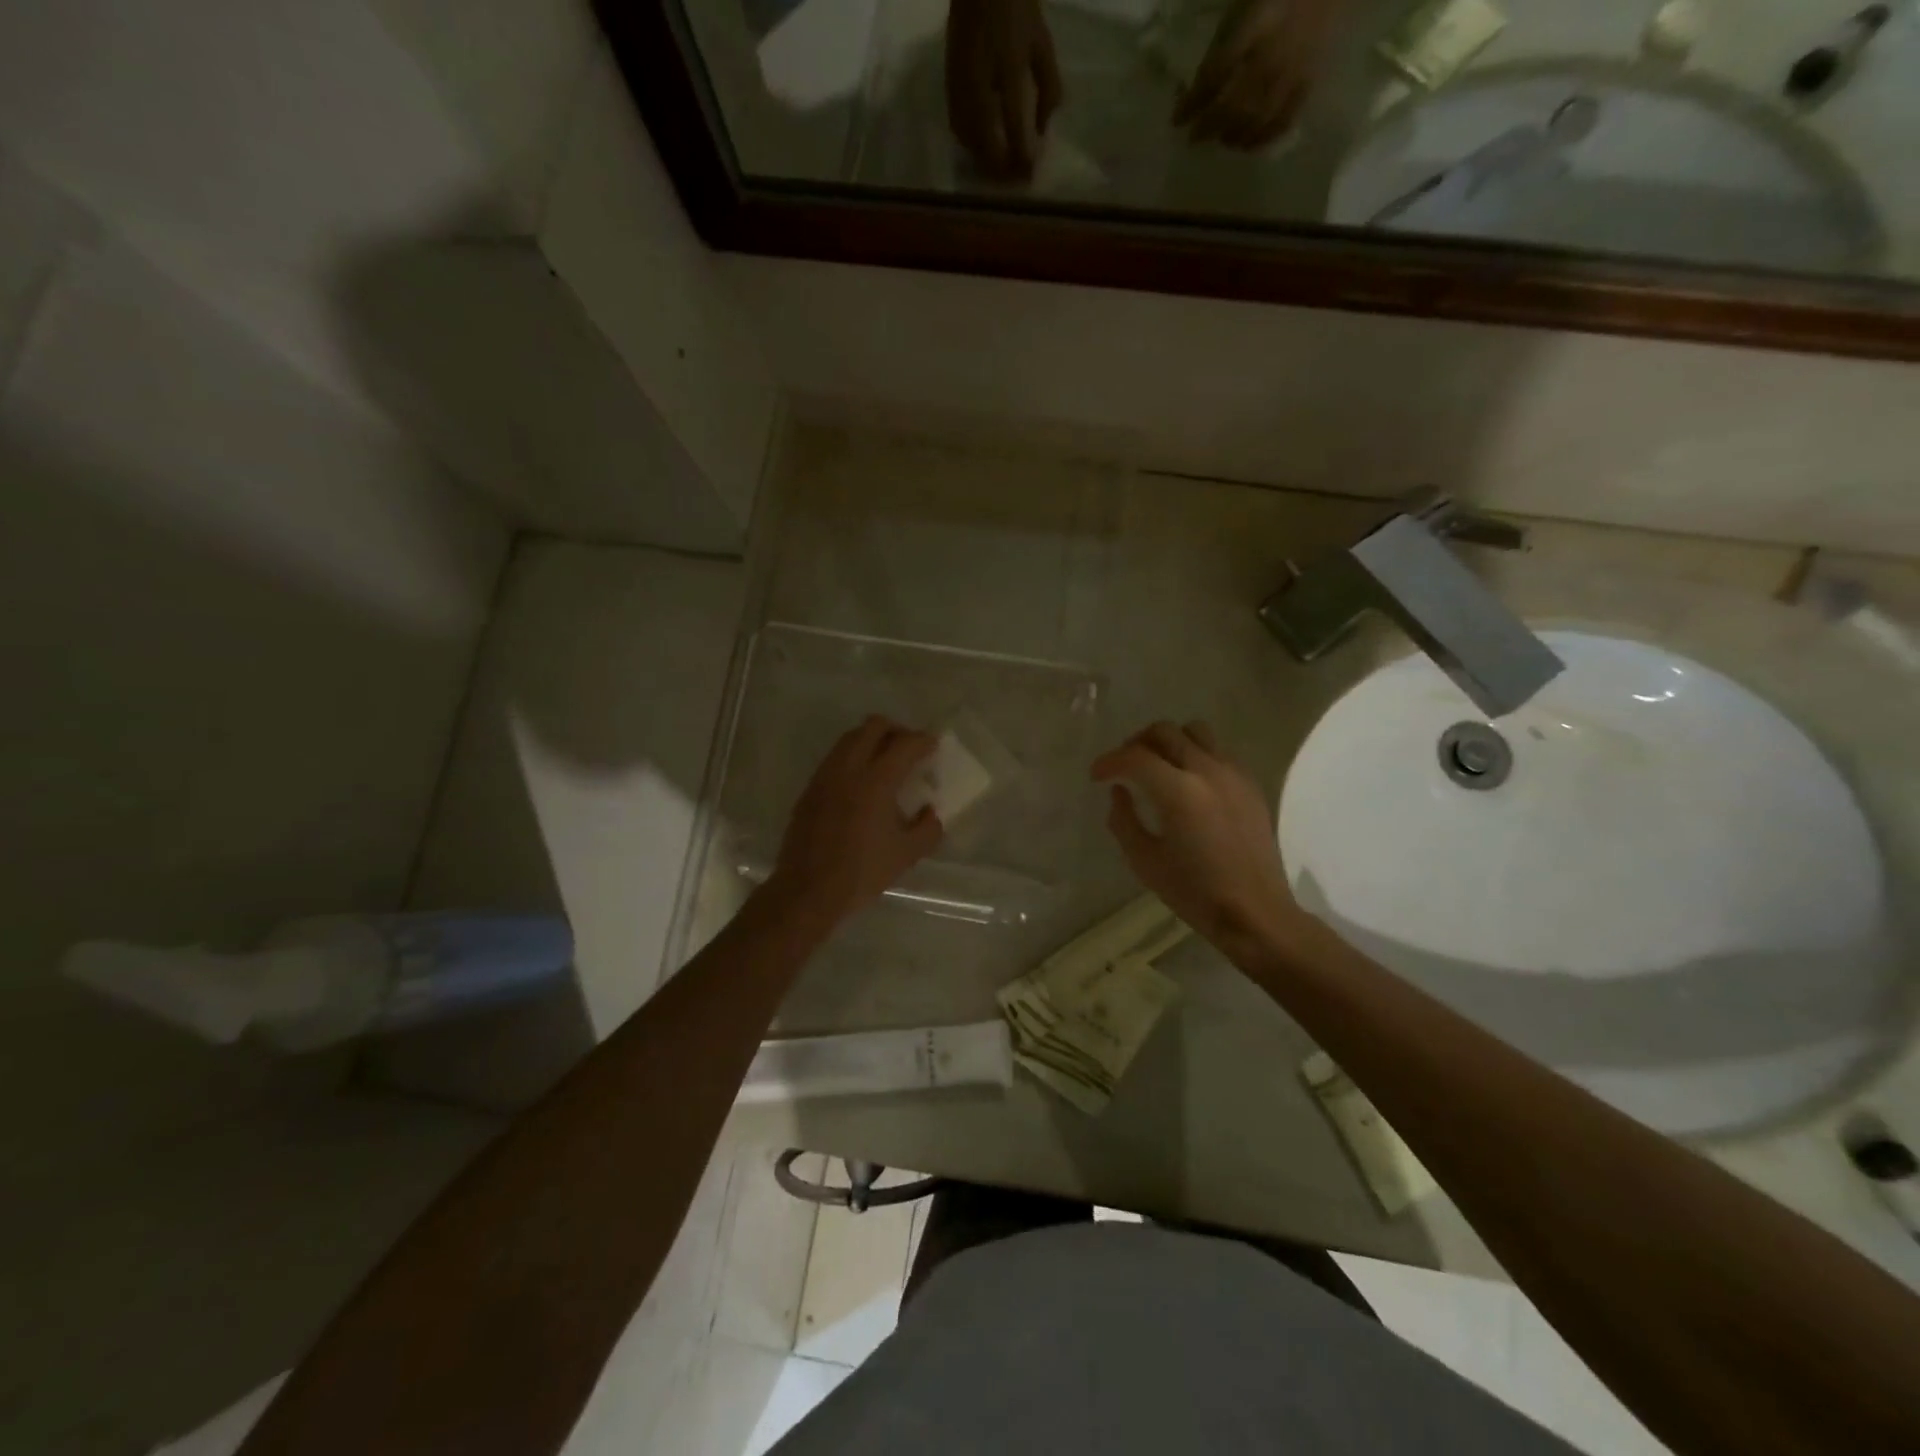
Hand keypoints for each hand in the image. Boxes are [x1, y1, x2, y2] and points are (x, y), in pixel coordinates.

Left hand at [767, 715, 943, 930]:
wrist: (807, 891)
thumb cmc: (861, 873)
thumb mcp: (906, 855)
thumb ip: (927, 829)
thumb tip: (930, 812)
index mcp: (875, 782)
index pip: (904, 744)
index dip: (923, 740)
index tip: (933, 745)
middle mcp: (848, 769)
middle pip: (873, 727)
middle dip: (896, 731)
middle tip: (909, 749)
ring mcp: (824, 777)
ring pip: (850, 739)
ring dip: (872, 741)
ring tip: (886, 763)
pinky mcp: (810, 790)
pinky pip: (835, 758)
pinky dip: (853, 758)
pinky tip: (861, 784)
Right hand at [945, 0, 1062, 179]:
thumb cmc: (1017, 9)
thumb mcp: (1042, 46)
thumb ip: (1048, 89)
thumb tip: (1044, 130)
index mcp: (1006, 71)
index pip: (1014, 128)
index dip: (1022, 158)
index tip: (1029, 177)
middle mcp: (978, 86)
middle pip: (987, 145)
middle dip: (1001, 169)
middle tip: (1015, 180)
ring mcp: (960, 88)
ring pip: (970, 142)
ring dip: (985, 162)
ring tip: (1000, 171)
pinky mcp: (949, 88)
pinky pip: (959, 130)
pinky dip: (972, 147)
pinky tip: (983, 150)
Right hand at [1092, 720, 1302, 962]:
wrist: (1255, 912)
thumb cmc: (1195, 892)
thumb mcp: (1144, 862)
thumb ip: (1124, 820)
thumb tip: (1119, 792)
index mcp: (1179, 791)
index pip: (1135, 757)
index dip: (1109, 761)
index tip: (1096, 776)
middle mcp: (1207, 771)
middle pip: (1164, 732)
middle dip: (1136, 743)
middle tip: (1123, 766)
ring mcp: (1233, 774)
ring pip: (1195, 731)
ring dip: (1169, 741)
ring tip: (1157, 766)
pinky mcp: (1250, 784)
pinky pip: (1218, 750)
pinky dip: (1196, 754)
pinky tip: (1188, 782)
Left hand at [1173, 0, 1339, 148]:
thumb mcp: (1242, 8)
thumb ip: (1222, 46)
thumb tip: (1196, 89)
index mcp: (1255, 25)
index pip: (1215, 74)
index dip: (1193, 102)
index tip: (1176, 121)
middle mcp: (1272, 55)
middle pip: (1233, 105)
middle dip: (1209, 126)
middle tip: (1194, 138)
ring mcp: (1292, 72)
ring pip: (1256, 120)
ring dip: (1232, 137)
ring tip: (1221, 140)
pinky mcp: (1308, 83)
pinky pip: (1283, 121)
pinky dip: (1261, 139)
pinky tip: (1247, 145)